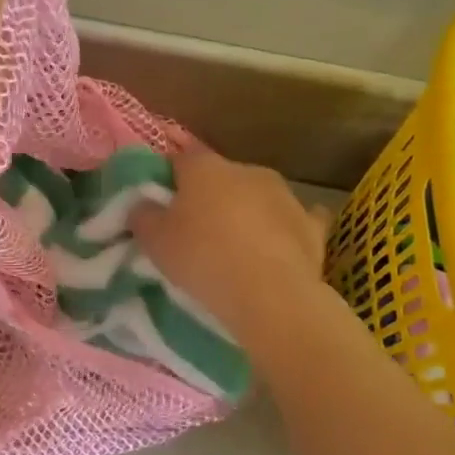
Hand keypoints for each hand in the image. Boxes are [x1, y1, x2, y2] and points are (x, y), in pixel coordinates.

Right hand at [132, 148, 329, 342]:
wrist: (269, 295)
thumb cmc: (202, 258)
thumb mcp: (153, 240)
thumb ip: (142, 214)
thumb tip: (142, 204)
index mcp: (205, 167)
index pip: (179, 158)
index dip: (167, 177)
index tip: (159, 201)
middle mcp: (247, 170)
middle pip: (220, 177)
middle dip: (208, 196)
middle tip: (194, 228)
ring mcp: (284, 195)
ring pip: (257, 196)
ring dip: (245, 212)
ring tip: (234, 245)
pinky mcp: (311, 225)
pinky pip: (293, 221)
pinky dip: (283, 229)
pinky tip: (278, 245)